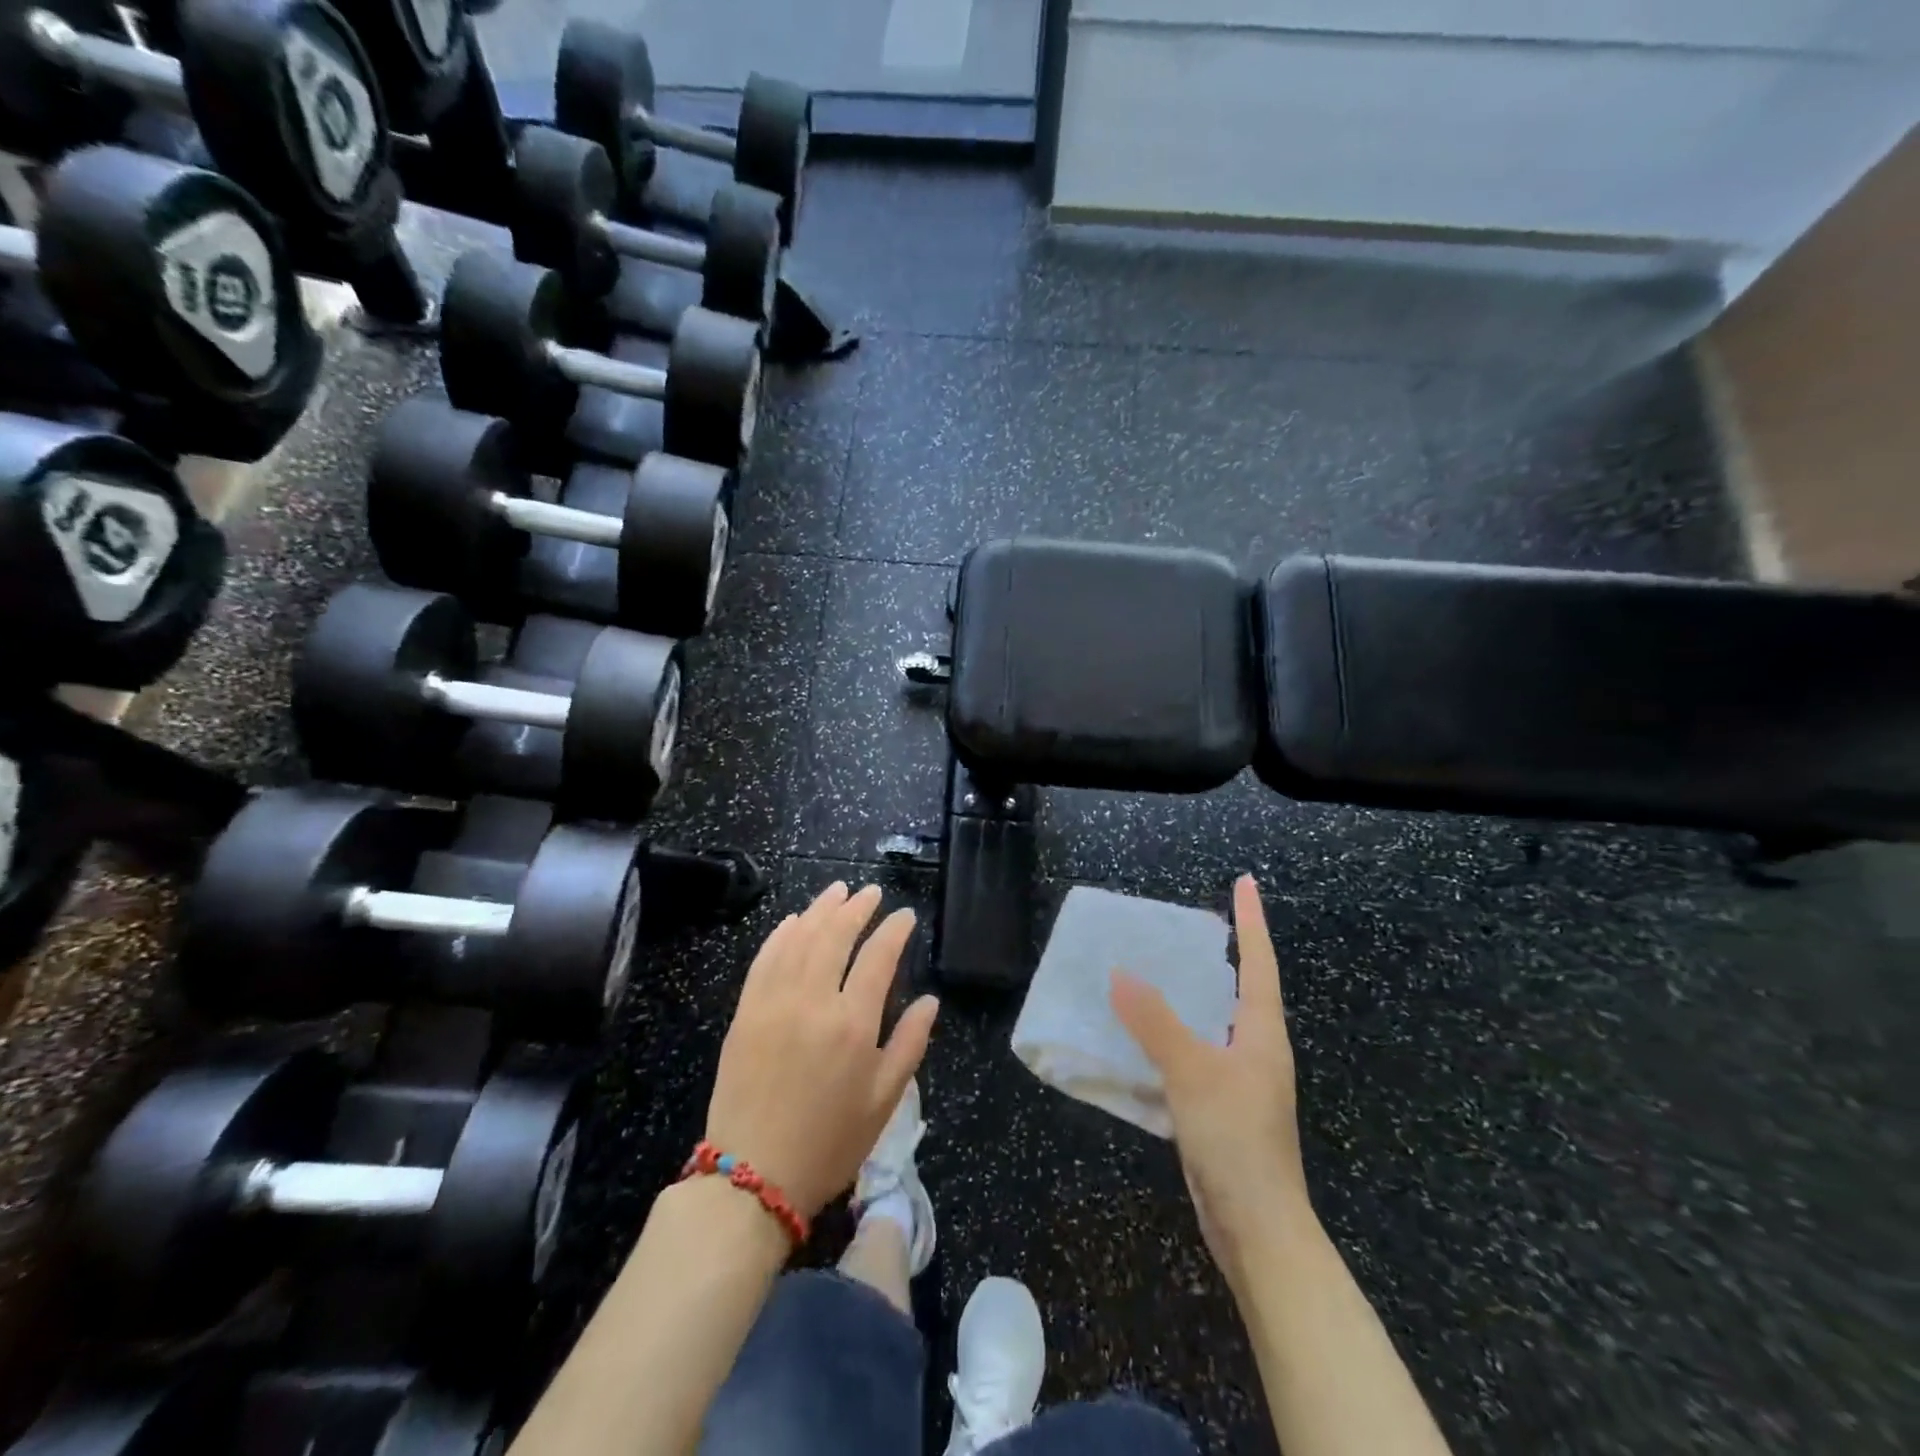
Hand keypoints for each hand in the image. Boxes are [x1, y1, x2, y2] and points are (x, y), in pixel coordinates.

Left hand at [705, 883, 938, 1219]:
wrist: (751, 1177)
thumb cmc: (829, 1143)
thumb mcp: (884, 1101)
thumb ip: (909, 1044)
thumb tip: (931, 1000)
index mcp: (852, 1023)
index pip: (878, 957)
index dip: (894, 930)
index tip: (905, 915)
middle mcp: (813, 1001)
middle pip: (835, 935)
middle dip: (856, 908)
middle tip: (870, 892)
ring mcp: (773, 1002)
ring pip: (799, 938)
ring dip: (819, 910)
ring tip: (837, 891)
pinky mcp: (745, 1012)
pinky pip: (764, 959)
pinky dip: (780, 934)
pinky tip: (792, 921)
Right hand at [1111, 875, 1311, 1285]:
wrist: (1258, 1232)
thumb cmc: (1236, 1141)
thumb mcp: (1192, 1073)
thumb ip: (1155, 1022)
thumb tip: (1120, 974)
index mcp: (1263, 1034)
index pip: (1259, 962)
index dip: (1252, 920)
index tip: (1246, 881)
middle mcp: (1256, 1051)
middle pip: (1238, 989)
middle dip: (1217, 954)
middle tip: (1182, 925)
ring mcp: (1240, 1082)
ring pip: (1211, 1024)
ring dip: (1187, 997)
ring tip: (1153, 972)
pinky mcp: (1221, 1110)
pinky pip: (1193, 1056)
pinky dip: (1169, 1038)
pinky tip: (1140, 1039)